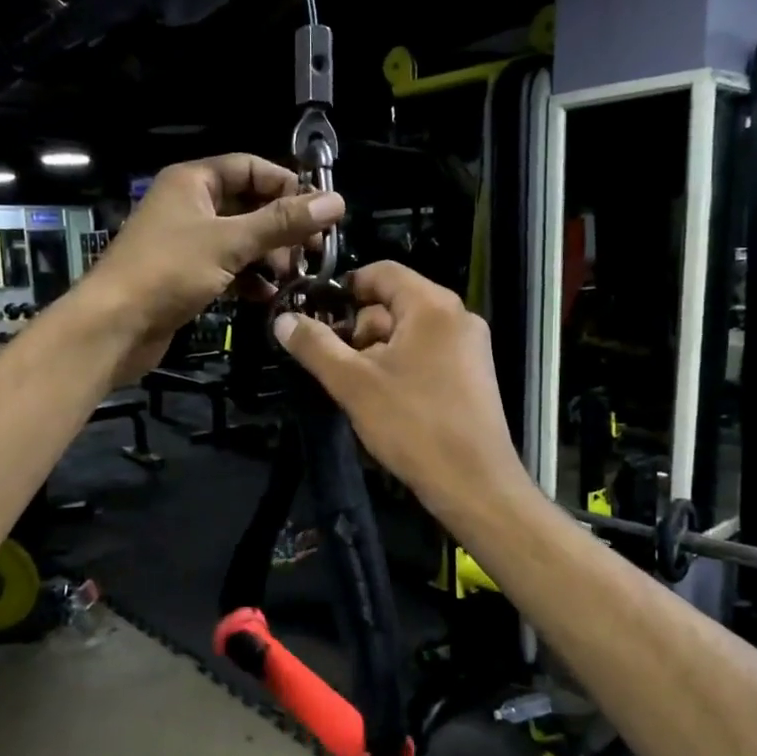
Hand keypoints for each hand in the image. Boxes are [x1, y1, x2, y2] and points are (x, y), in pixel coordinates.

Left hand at [85, 154, 343, 383]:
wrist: (114, 326)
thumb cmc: (168, 271)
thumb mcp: (230, 242)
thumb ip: (282, 222)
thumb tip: (336, 201)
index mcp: (192, 181)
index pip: (250, 168)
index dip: (286, 185)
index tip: (319, 211)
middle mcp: (189, 205)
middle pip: (248, 206)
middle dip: (281, 228)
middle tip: (313, 252)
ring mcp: (186, 243)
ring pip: (240, 240)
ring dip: (269, 257)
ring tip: (294, 278)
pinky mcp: (186, 276)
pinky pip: (227, 268)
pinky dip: (249, 279)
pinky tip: (268, 296)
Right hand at [272, 262, 527, 521]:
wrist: (473, 483)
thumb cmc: (412, 424)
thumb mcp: (353, 383)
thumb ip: (315, 346)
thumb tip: (283, 320)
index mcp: (433, 306)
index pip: (382, 272)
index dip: (344, 287)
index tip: (315, 313)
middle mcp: (458, 317)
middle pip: (395, 303)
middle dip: (357, 327)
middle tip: (331, 361)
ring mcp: (470, 347)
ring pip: (409, 332)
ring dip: (376, 351)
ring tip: (353, 386)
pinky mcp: (473, 376)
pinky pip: (427, 354)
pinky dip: (400, 365)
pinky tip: (382, 399)